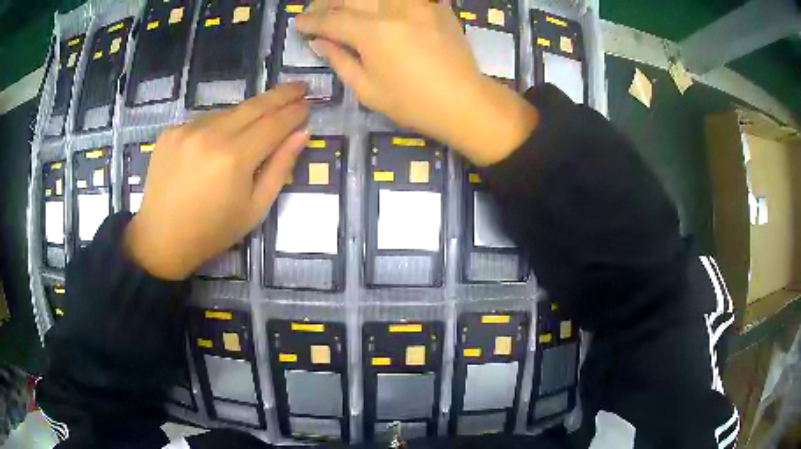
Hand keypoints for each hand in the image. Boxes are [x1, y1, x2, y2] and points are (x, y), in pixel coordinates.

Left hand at [124, 84, 309, 279]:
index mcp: (235, 159)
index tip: (308, 104)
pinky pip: (204, 121)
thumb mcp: (255, 208)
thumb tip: (301, 133)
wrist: (162, 238)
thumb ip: (280, 167)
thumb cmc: (213, 231)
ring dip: (247, 115)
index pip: (274, 124)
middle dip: (280, 95)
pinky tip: (216, 144)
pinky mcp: (171, 131)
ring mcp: (187, 129)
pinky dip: (218, 126)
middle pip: (254, 106)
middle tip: (299, 87)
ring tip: (255, 125)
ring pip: (228, 112)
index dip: (294, 112)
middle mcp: (211, 135)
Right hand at [296, 0, 537, 165]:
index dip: (310, 21)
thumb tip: (319, 43)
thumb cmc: (413, 103)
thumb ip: (340, 60)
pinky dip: (384, 1)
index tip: (297, 24)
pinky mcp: (435, 6)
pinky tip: (376, 7)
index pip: (330, 20)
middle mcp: (392, 9)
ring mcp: (417, 4)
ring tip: (342, 8)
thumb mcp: (367, 89)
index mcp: (371, 32)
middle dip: (326, 4)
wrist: (465, 102)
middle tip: (315, 13)